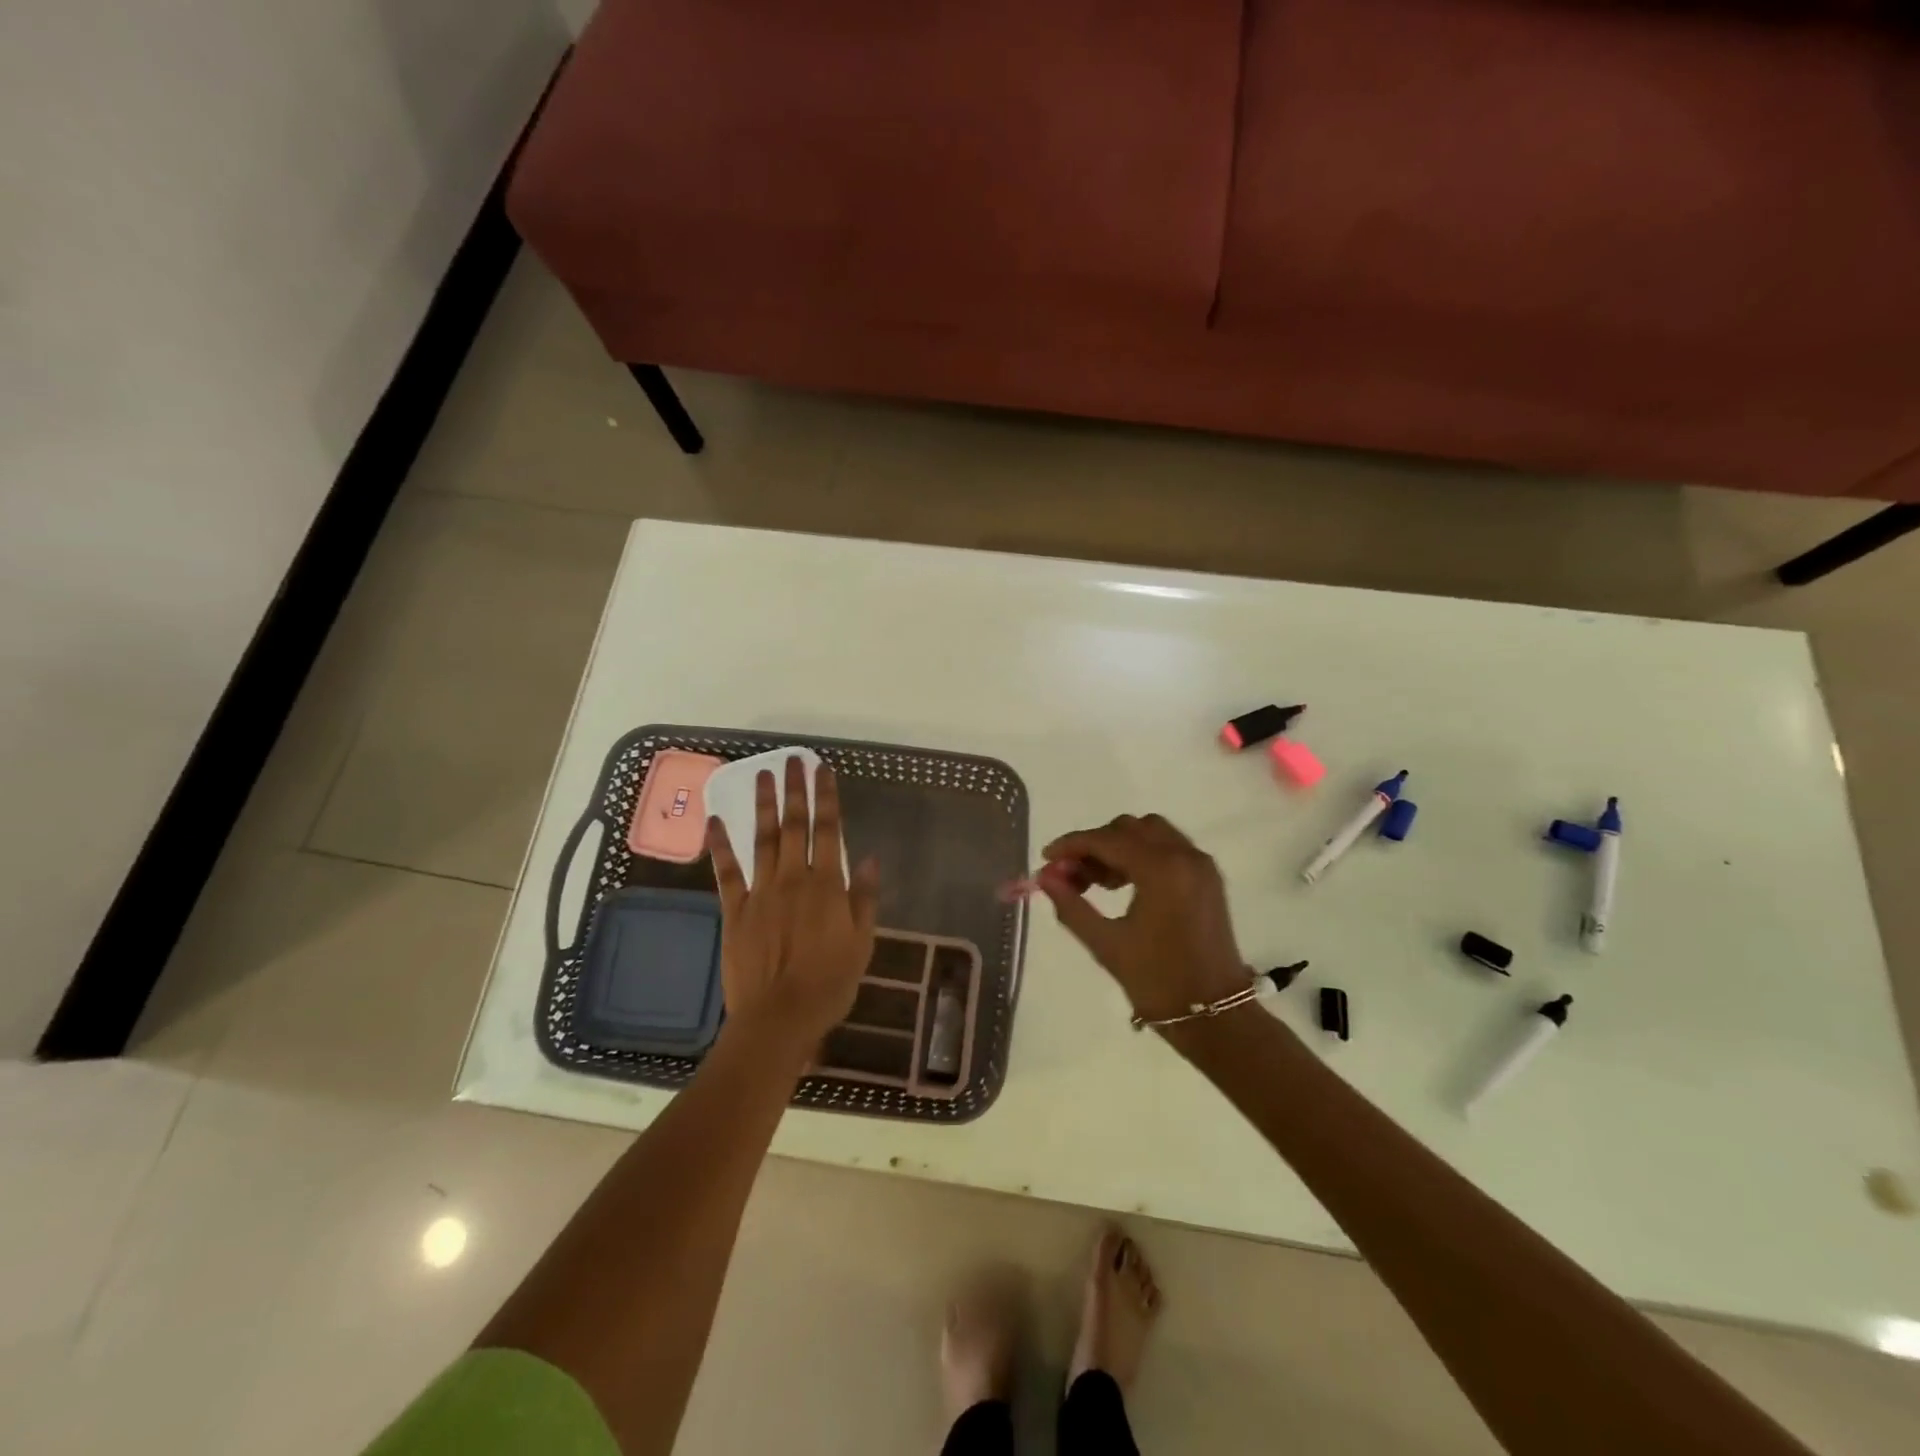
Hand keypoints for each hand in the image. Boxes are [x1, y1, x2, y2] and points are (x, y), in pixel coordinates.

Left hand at [708, 756, 879, 1055]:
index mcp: (827, 886)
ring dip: (763, 805)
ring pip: (762, 840)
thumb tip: (872, 860)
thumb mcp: (862, 943)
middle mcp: (793, 879)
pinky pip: (727, 872)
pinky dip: (721, 846)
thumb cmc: (829, 983)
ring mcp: (761, 892)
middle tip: (791, 760)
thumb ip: (865, 899)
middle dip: (794, 791)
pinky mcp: (735, 910)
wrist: (780, 1018)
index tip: (823, 770)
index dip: (827, 798)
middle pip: (794, 826)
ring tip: (762, 775)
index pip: (829, 831)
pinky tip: (716, 821)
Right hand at [1039, 814, 1251, 1022]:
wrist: (1215, 1015)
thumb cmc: (1157, 981)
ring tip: (1098, 882)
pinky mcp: (1208, 878)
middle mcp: (1185, 856)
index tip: (1046, 860)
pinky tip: (1124, 885)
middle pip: (1129, 828)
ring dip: (1119, 846)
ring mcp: (1201, 865)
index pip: (1106, 839)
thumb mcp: (1106, 944)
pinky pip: (1169, 848)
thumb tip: (1044, 878)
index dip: (1072, 845)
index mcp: (1161, 870)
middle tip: (1073, 876)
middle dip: (1096, 844)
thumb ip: (1071, 905)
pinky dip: (1143, 854)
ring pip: (1151, 833)